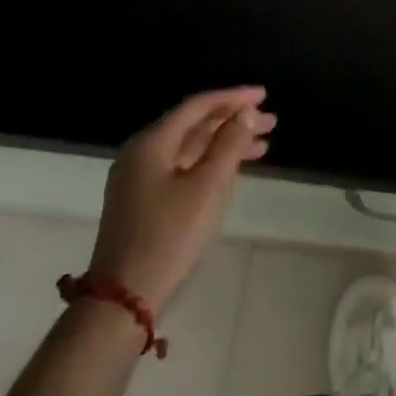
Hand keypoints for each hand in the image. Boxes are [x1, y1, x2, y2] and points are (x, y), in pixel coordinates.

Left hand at [89, 87, 275, 307]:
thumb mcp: (207, 188)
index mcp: (151, 143)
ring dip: (225, 143)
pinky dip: (210, 163)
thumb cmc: (169, 237)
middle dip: (233, 120)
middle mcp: (141, 153)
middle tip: (271, 121)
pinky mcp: (143, 200)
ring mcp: (139, 178)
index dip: (233, 98)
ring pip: (190, 148)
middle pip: (194, 125)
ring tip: (263, 145)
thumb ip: (229, 145)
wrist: (124, 300)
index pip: (197, 106)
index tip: (264, 95)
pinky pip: (183, 167)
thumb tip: (246, 113)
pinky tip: (234, 169)